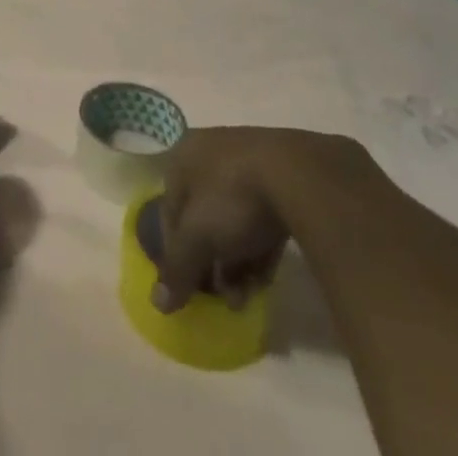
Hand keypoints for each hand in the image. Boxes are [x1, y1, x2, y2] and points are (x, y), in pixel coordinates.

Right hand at [152, 125, 365, 312]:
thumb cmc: (232, 197)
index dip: (175, 252)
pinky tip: (265, 279)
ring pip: (233, 222)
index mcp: (183, 156)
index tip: (188, 288)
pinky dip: (260, 250)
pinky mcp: (281, 180)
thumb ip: (177, 268)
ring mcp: (248, 164)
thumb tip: (159, 303)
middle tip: (221, 298)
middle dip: (211, 263)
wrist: (299, 175)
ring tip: (246, 297)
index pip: (169, 210)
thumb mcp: (196, 237)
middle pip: (202, 218)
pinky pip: (261, 220)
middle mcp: (210, 154)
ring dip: (236, 264)